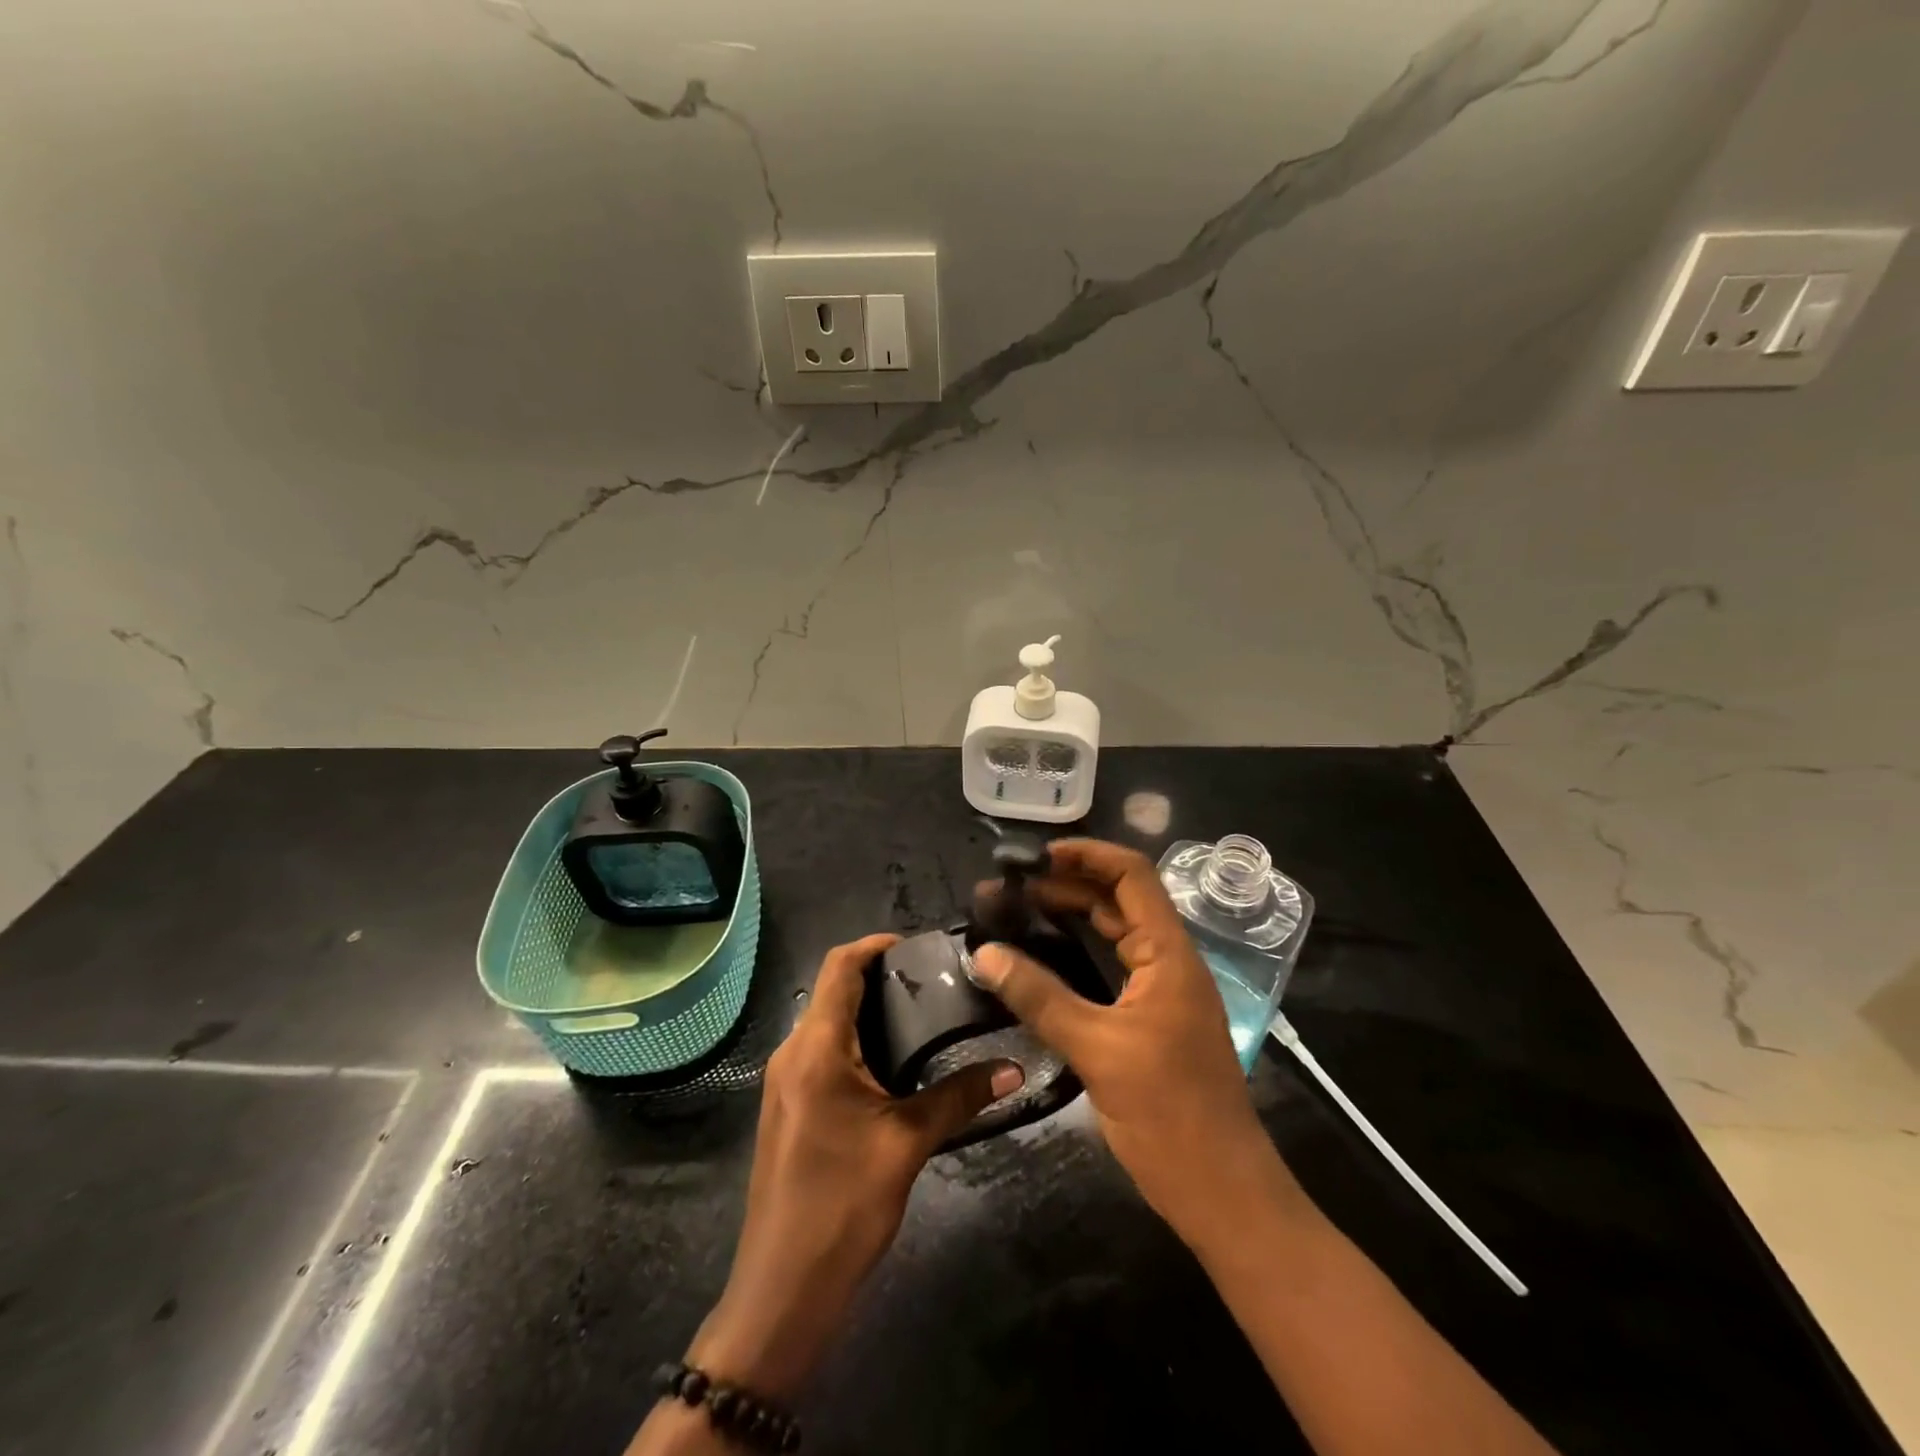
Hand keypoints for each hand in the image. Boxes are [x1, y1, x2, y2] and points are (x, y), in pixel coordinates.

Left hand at [689, 934, 1022, 1398]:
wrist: (782, 1290)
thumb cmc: (842, 1206)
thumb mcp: (907, 1144)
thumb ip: (959, 1098)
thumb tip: (1012, 1068)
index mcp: (814, 1048)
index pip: (838, 967)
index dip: (874, 944)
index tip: (918, 945)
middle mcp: (792, 1053)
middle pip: (832, 990)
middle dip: (878, 977)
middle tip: (934, 981)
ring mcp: (785, 1082)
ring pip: (826, 1022)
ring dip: (868, 1011)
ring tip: (923, 1015)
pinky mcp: (789, 1107)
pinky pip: (822, 1052)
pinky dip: (856, 1041)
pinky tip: (894, 1062)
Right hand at [972, 840, 1279, 1241]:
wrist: (1222, 1192)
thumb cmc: (1169, 1115)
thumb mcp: (1097, 1050)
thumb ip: (1039, 997)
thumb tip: (983, 953)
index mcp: (1170, 954)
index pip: (1132, 875)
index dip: (1087, 855)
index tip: (1035, 857)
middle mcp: (1170, 961)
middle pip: (1119, 900)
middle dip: (1067, 885)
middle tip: (1010, 889)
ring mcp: (1162, 991)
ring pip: (1115, 934)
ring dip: (1071, 917)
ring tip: (1017, 913)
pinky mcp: (1152, 1020)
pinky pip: (1112, 968)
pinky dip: (1078, 954)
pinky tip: (1043, 961)